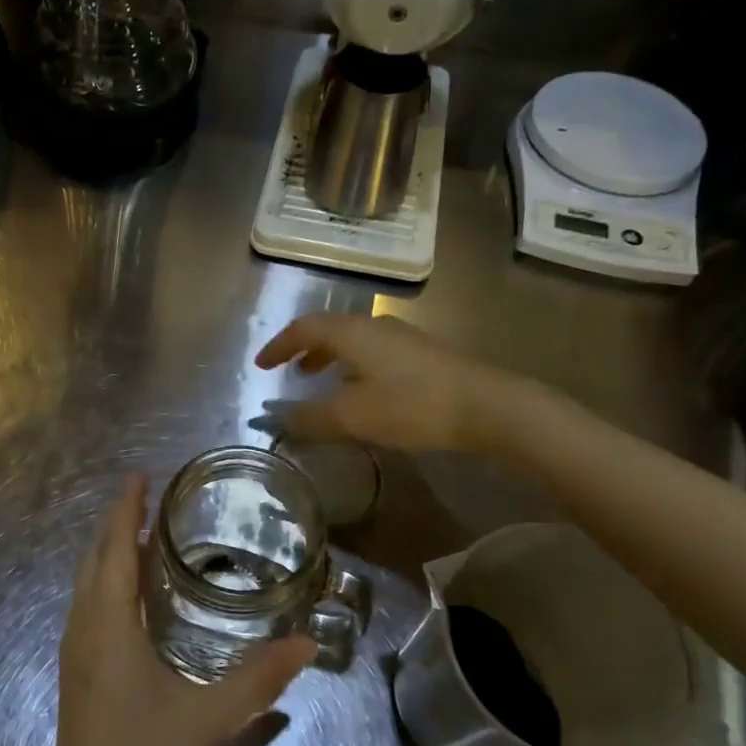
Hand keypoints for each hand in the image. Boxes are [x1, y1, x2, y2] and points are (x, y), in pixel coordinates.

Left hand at [37, 477, 315, 745]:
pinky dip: (106, 578)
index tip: (140, 476)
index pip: (116, 549)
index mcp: (109, 625)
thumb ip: (259, 681)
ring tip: (142, 533)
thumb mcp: (208, 719)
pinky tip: (130, 592)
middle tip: (148, 497)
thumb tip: (307, 645)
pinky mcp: (76, 670)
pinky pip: (88, 603)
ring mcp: (74, 650)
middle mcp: (84, 627)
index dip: (126, 510)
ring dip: (109, 550)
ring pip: (86, 581)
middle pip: (94, 558)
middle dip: (117, 522)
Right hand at [255, 314, 496, 452]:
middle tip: (288, 372)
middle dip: (304, 350)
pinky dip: (352, 367)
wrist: (485, 406)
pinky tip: (361, 392)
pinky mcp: (421, 355)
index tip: (260, 365)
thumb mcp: (353, 416)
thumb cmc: (411, 405)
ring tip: (319, 382)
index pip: (304, 328)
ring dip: (329, 359)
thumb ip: (310, 417)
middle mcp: (375, 326)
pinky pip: (372, 353)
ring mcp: (402, 338)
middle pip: (329, 330)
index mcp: (352, 332)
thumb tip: (274, 419)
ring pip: (353, 341)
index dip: (278, 345)